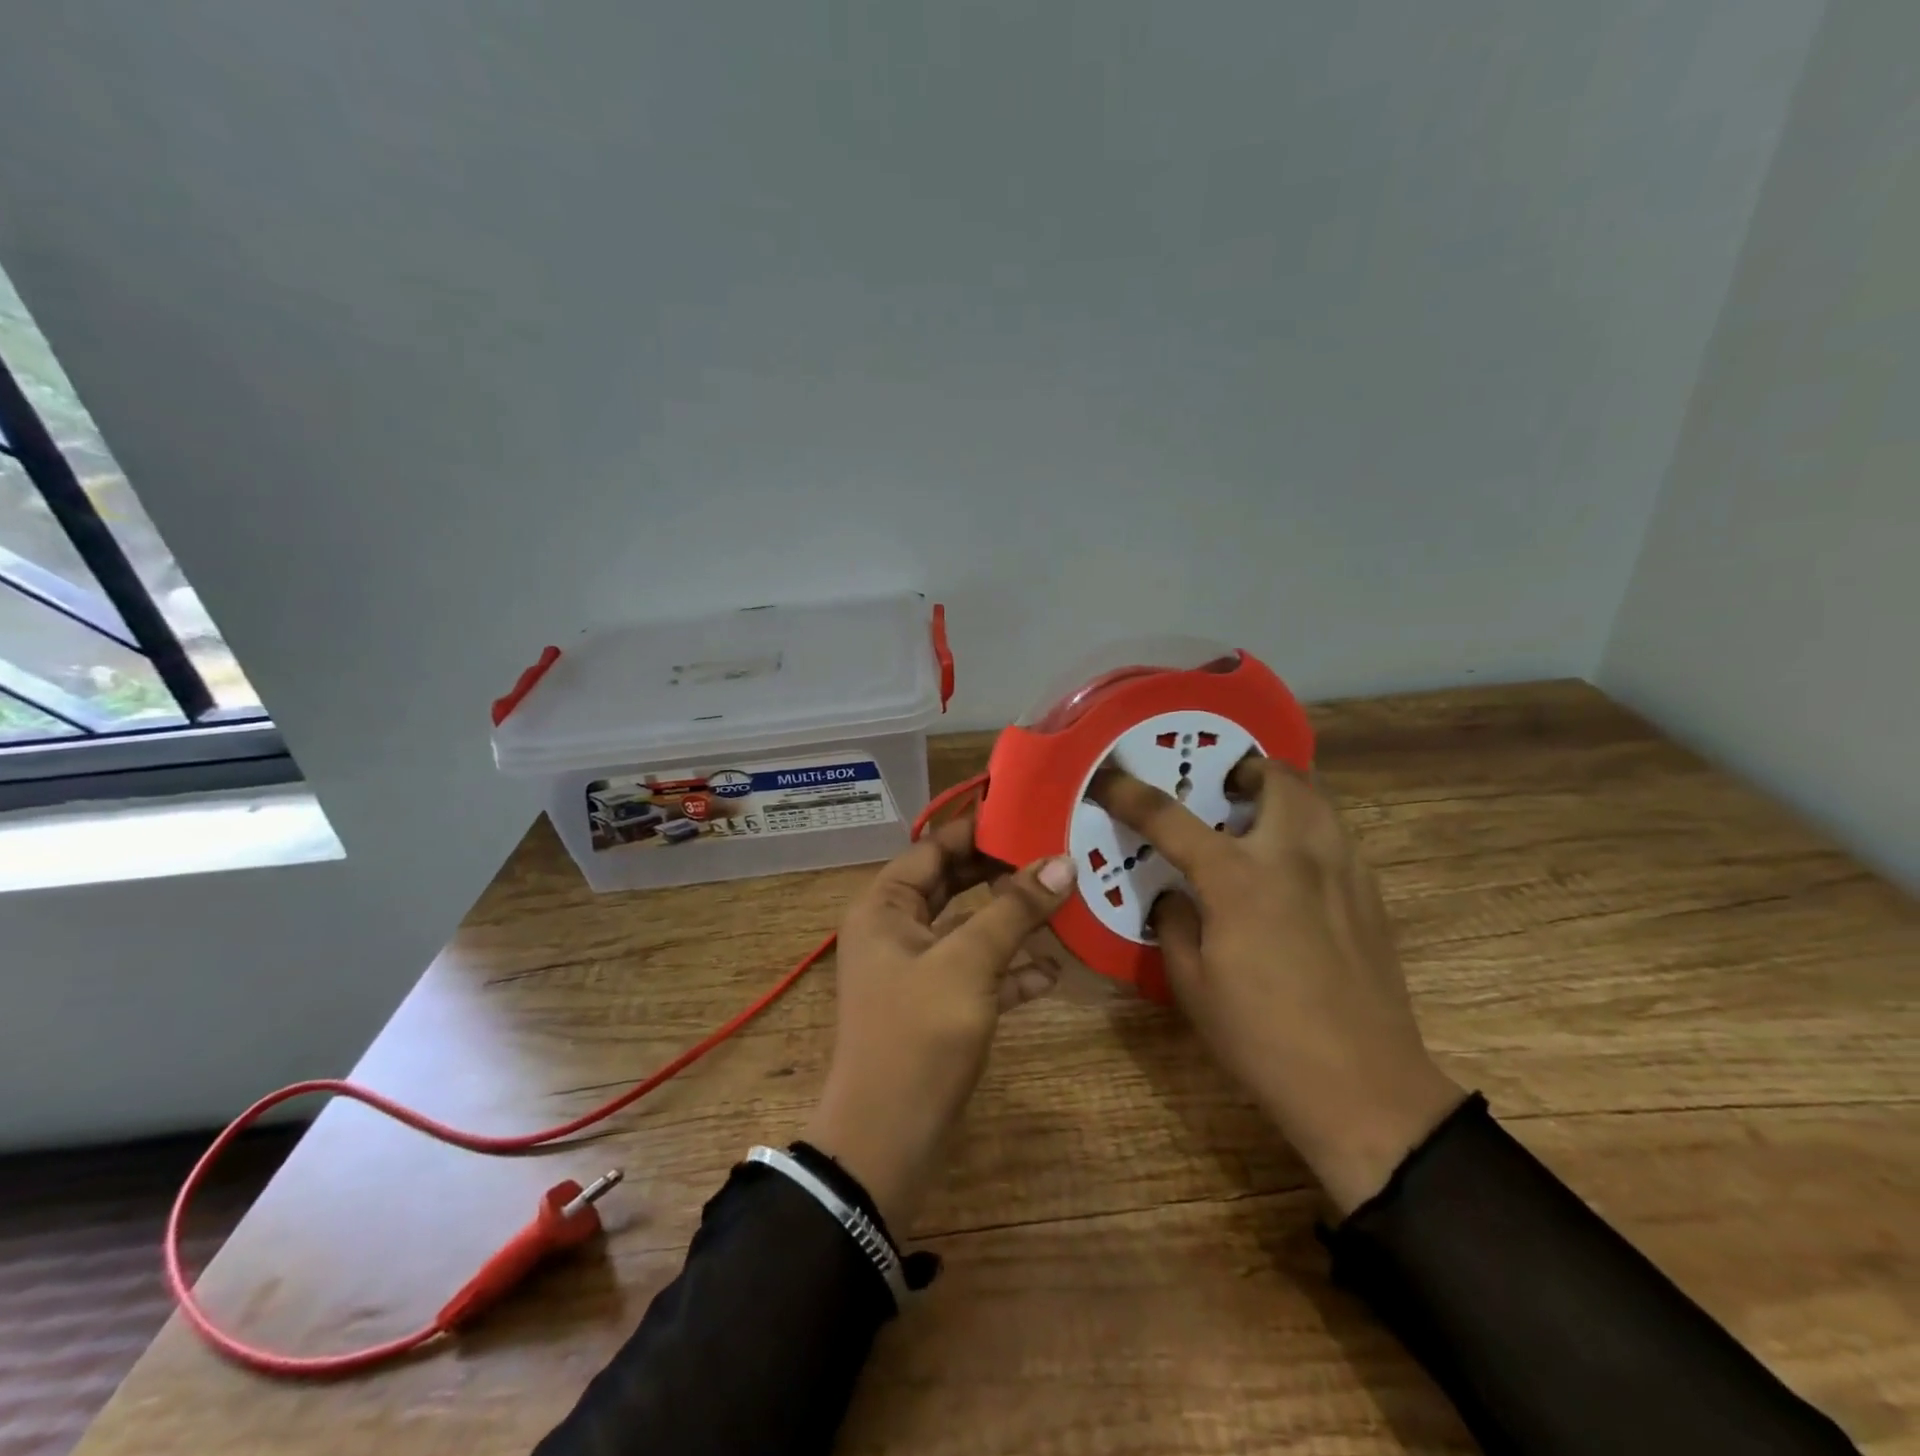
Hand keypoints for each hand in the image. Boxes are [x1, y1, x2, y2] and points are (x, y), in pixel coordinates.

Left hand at [802, 818, 1075, 1230]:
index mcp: (885, 906)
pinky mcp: (937, 1006)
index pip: (935, 847)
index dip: (981, 829)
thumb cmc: (918, 1036)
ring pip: (970, 929)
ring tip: (1066, 901)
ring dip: (1013, 920)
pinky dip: (1010, 968)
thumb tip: (1062, 861)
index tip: (1030, 812)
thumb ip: (1014, 910)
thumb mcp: (968, 963)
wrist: (886, 1142)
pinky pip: (978, 972)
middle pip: (955, 884)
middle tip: (1057, 852)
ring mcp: (917, 969)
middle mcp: (896, 929)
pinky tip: (1053, 969)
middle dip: (1003, 872)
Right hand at [1093, 760, 1464, 1213]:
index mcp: (1238, 879)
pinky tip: (1294, 865)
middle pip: (1275, 777)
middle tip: (1221, 791)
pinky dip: (1310, 824)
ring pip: (1318, 796)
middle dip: (1243, 769)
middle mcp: (1293, 856)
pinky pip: (1338, 832)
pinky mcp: (1370, 893)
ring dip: (1282, 789)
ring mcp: (1341, 870)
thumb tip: (1176, 896)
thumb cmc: (1263, 1038)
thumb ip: (1175, 924)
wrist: (1364, 1088)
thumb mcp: (1191, 985)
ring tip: (1258, 817)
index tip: (1107, 777)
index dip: (1130, 793)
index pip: (1170, 818)